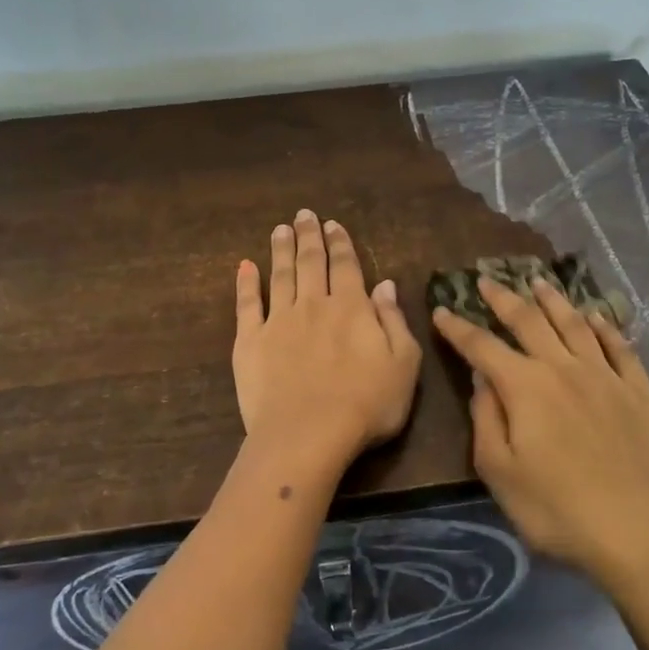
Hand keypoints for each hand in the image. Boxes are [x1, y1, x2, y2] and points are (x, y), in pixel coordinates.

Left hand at [232, 210, 421, 481]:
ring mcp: (279, 321)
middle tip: (304, 214)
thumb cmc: (366, 404)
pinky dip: (246, 283)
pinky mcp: (250, 341)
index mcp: (352, 308)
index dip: (340, 243)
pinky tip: (245, 266)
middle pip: (311, 262)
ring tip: (280, 229)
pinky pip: (247, 305)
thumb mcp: (403, 364)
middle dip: (309, 236)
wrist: (308, 434)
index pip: (346, 266)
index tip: (333, 223)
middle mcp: (314, 304)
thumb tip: (385, 284)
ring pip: (280, 275)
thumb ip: (394, 320)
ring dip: (281, 250)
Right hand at [432, 275, 648, 586]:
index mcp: (526, 387)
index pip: (482, 347)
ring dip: (554, 300)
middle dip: (503, 298)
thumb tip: (481, 377)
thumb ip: (486, 418)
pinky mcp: (640, 392)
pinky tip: (597, 317)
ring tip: (539, 282)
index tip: (442, 310)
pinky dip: (606, 327)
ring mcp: (607, 376)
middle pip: (529, 321)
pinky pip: (621, 348)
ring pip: (575, 324)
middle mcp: (564, 368)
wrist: (638, 532)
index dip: (459, 328)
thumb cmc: (557, 510)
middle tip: (487, 280)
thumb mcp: (500, 472)